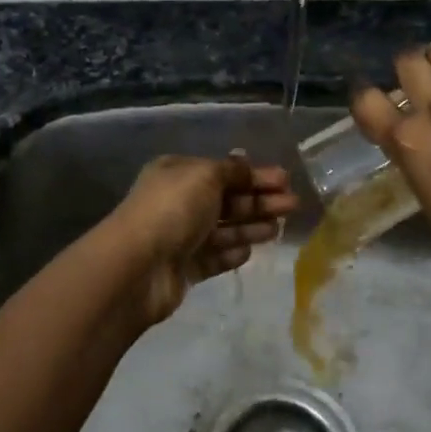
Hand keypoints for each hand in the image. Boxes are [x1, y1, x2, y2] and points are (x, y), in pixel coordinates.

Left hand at [106, 155, 296, 326]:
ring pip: (223, 229)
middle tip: (292, 204)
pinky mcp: (183, 268)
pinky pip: (213, 257)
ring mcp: (179, 237)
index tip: (285, 180)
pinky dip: (231, 253)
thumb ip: (231, 171)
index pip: (222, 171)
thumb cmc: (172, 210)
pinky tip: (250, 252)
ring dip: (250, 227)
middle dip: (259, 201)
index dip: (253, 175)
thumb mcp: (205, 176)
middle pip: (226, 200)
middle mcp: (177, 202)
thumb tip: (245, 163)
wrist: (138, 266)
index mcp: (177, 173)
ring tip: (279, 229)